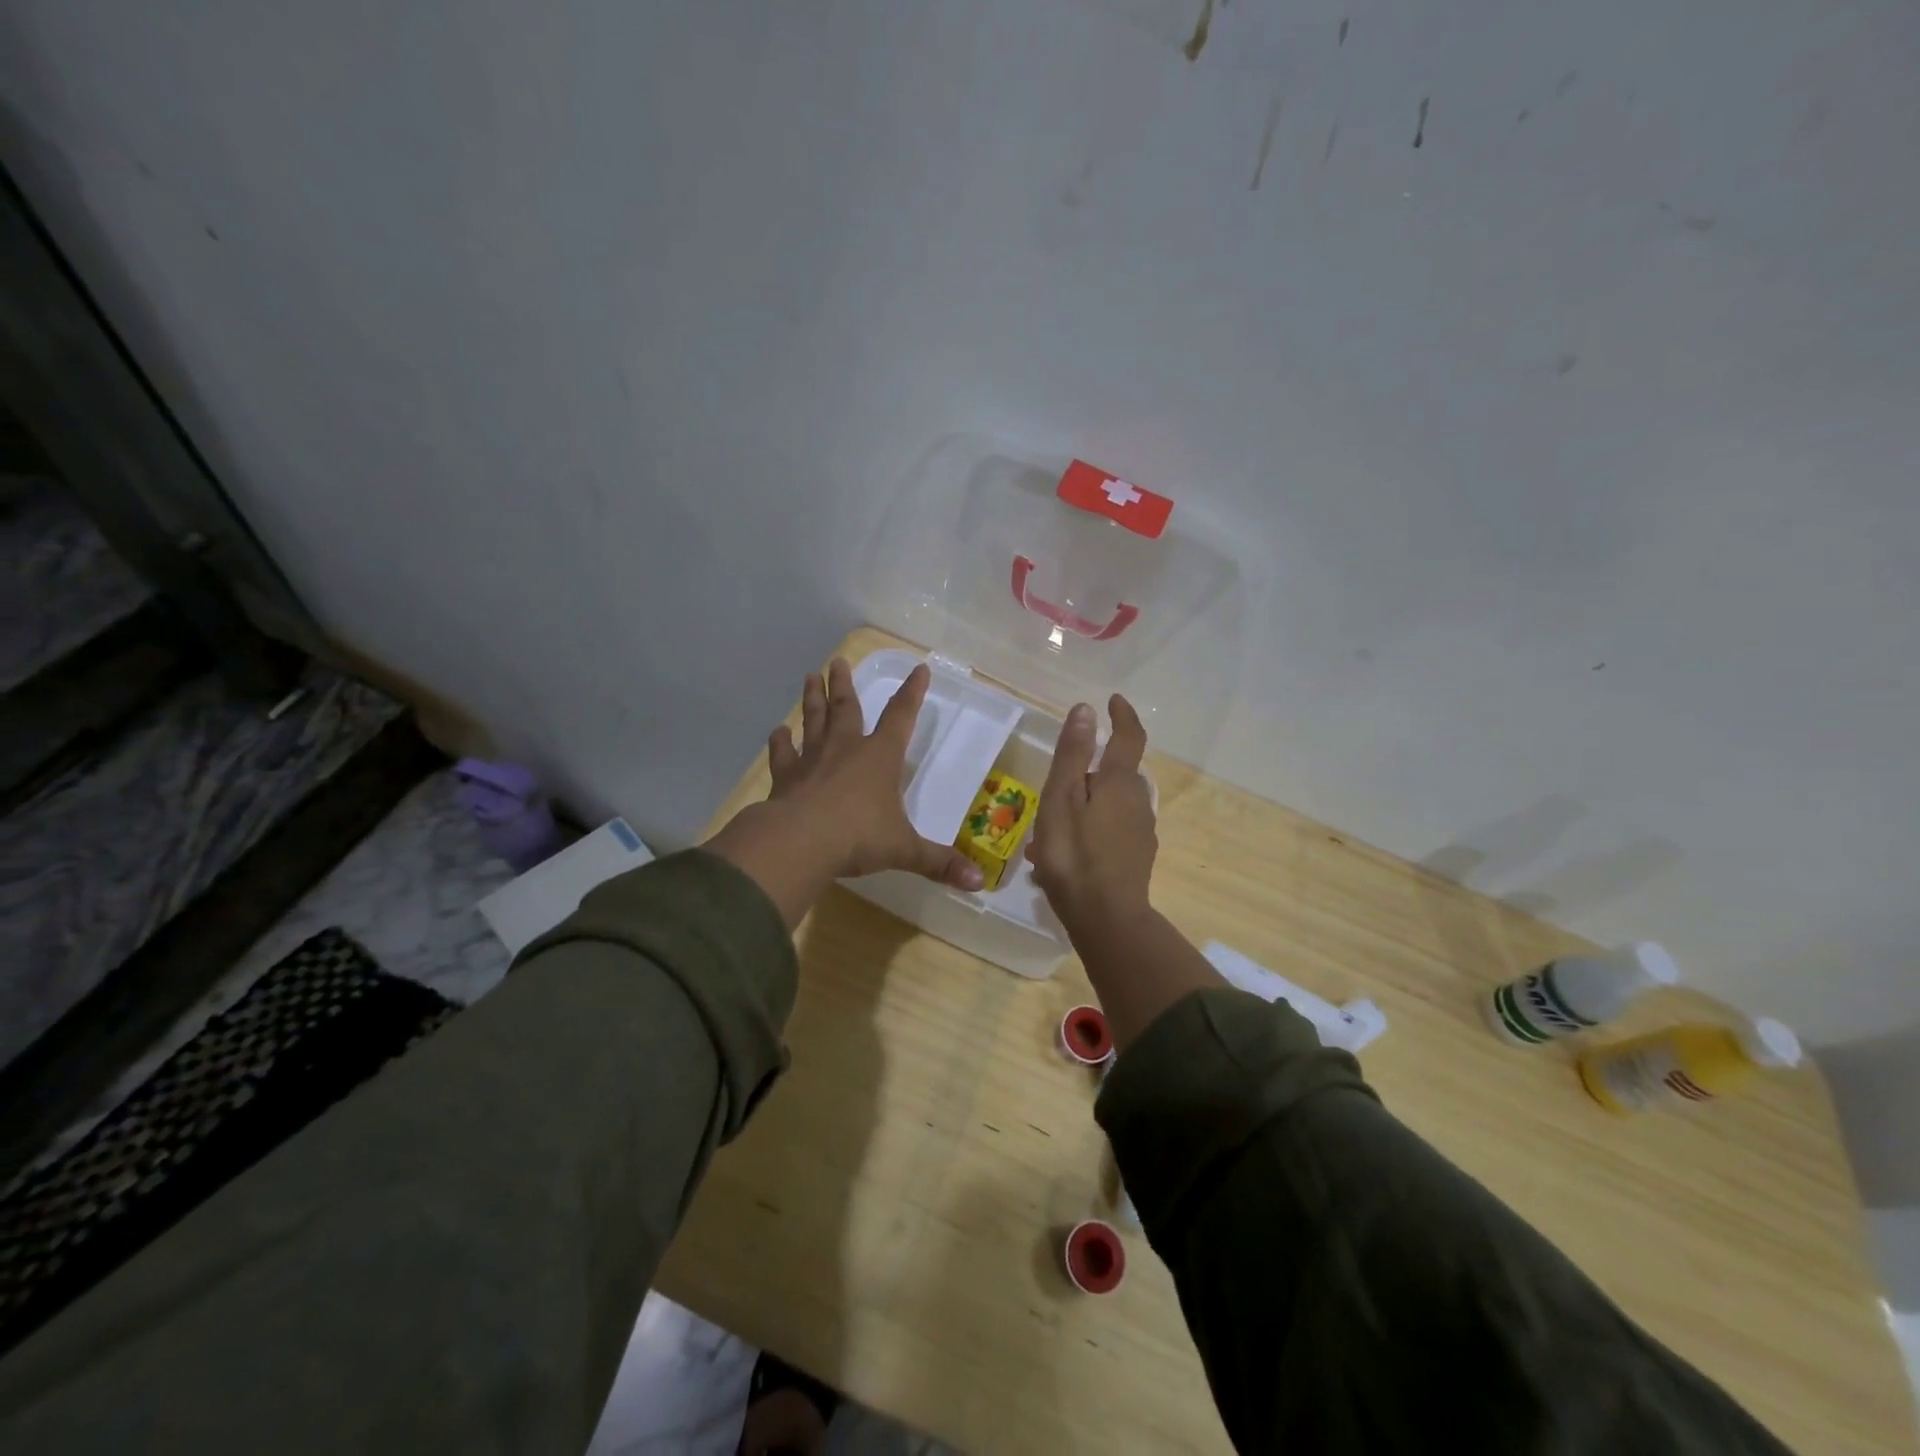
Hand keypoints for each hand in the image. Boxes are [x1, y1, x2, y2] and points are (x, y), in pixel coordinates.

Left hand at [706, 658, 981, 926]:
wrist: (800, 842)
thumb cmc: (859, 837)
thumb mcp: (905, 850)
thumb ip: (939, 863)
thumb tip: (979, 883)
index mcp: (880, 757)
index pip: (901, 716)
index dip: (912, 693)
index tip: (919, 669)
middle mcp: (845, 749)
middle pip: (847, 708)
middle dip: (844, 684)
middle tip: (838, 661)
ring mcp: (811, 760)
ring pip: (813, 721)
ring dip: (813, 699)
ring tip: (810, 677)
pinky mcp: (785, 778)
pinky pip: (782, 754)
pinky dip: (780, 742)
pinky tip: (778, 732)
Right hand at [1027, 694, 1156, 937]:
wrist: (1106, 918)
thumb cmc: (1074, 854)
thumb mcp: (1061, 799)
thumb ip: (1073, 754)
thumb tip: (1086, 709)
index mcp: (1118, 781)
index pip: (1128, 737)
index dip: (1122, 716)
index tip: (1113, 701)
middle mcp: (1137, 800)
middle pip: (1117, 773)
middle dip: (1090, 772)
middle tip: (1056, 787)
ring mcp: (1141, 831)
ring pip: (1112, 804)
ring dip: (1087, 805)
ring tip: (1052, 828)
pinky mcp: (1138, 856)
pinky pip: (1113, 829)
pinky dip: (1092, 829)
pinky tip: (1068, 853)